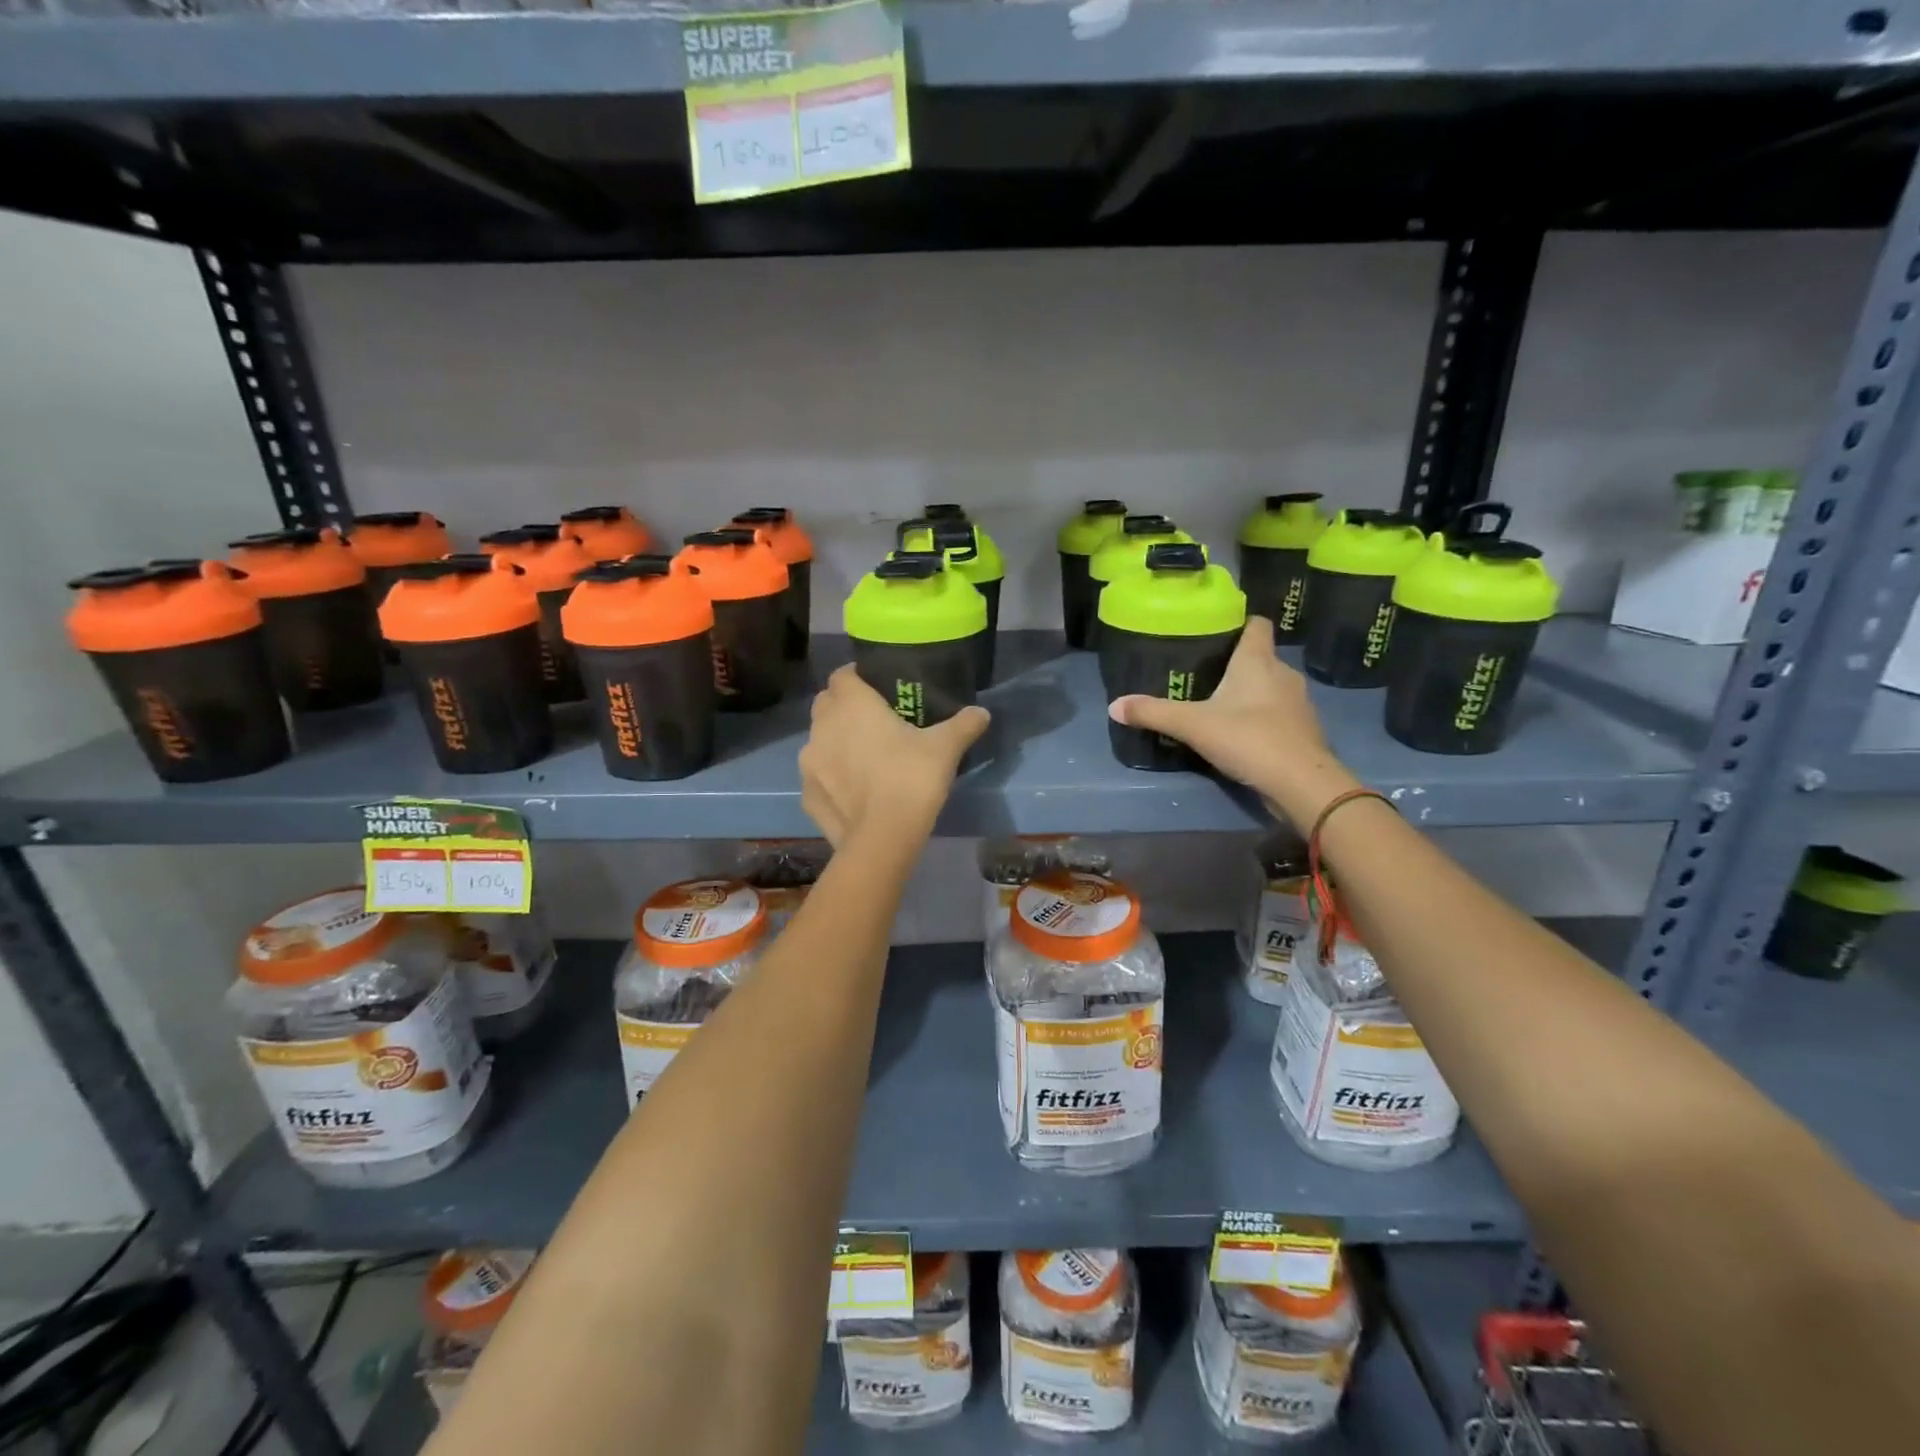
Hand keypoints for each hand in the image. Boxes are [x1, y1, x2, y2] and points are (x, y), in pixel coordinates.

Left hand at [799, 666, 990, 850]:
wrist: (882, 839)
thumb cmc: (911, 779)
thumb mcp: (945, 748)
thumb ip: (963, 724)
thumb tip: (981, 712)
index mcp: (852, 704)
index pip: (843, 675)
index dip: (857, 677)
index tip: (878, 687)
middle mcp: (822, 726)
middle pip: (827, 704)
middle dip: (844, 707)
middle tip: (873, 720)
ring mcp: (809, 762)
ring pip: (819, 740)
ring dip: (836, 742)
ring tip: (863, 757)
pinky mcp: (807, 794)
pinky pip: (819, 776)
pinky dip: (831, 777)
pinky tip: (854, 790)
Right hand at [1107, 615, 1357, 824]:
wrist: (1301, 784)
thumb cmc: (1249, 739)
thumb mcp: (1192, 725)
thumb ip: (1153, 713)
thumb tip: (1114, 706)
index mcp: (1258, 661)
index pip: (1256, 624)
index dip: (1238, 623)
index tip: (1214, 630)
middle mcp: (1282, 674)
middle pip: (1259, 656)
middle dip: (1234, 662)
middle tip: (1202, 672)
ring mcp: (1298, 703)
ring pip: (1269, 686)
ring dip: (1248, 692)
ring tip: (1217, 703)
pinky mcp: (1303, 730)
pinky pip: (1277, 713)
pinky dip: (1260, 717)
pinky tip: (1239, 732)